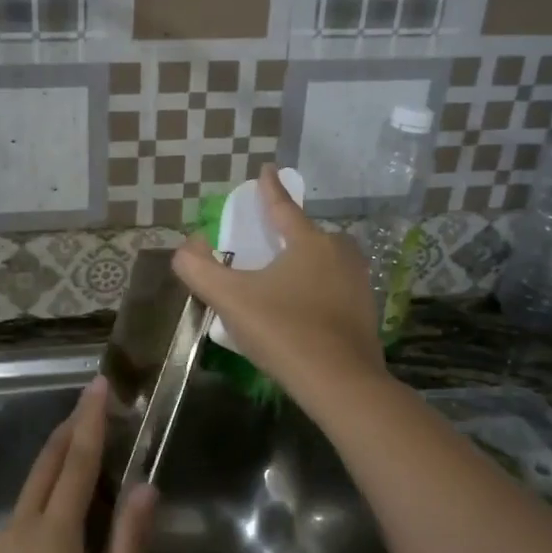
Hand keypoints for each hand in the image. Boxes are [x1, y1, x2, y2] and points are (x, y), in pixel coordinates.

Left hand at [0, 377, 157, 552]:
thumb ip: (131, 544)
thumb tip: (145, 487)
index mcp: (55, 534)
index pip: (78, 462)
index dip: (90, 420)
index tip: (97, 385)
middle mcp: (17, 529)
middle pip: (44, 467)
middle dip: (65, 431)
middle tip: (83, 406)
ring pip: (24, 504)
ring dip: (49, 487)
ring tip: (72, 501)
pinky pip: (6, 540)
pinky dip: (28, 534)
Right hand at [173, 165, 385, 397]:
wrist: (341, 383)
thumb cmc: (283, 330)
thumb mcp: (231, 299)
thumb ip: (200, 269)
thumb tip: (185, 247)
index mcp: (309, 242)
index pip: (283, 207)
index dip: (269, 189)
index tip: (266, 169)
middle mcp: (339, 253)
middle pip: (307, 235)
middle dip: (287, 235)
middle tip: (266, 245)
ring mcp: (358, 283)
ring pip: (324, 262)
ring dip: (304, 264)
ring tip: (282, 280)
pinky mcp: (366, 312)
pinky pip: (335, 288)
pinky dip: (317, 290)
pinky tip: (303, 310)